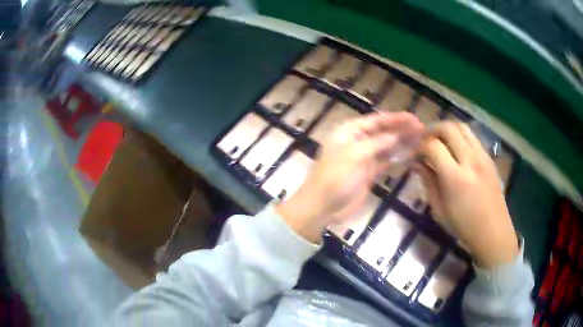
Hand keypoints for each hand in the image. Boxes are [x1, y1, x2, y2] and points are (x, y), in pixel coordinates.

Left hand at [276, 112, 422, 242]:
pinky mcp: (368, 173)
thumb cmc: (335, 177)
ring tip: (421, 139)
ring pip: (386, 146)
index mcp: (349, 132)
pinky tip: (410, 155)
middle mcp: (356, 141)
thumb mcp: (355, 155)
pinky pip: (385, 162)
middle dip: (401, 130)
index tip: (414, 118)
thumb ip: (378, 143)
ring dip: (401, 143)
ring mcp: (363, 158)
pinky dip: (396, 158)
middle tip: (422, 129)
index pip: (376, 120)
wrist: (322, 207)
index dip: (395, 119)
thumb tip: (397, 135)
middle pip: (383, 132)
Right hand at [414, 122, 518, 267]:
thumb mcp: (439, 210)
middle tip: (425, 140)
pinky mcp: (489, 157)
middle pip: (448, 128)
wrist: (493, 231)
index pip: (433, 146)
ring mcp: (482, 156)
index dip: (420, 146)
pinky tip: (456, 149)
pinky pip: (472, 136)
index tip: (415, 154)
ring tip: (440, 140)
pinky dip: (460, 136)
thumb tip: (416, 163)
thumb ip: (428, 182)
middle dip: (432, 130)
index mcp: (455, 177)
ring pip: (462, 126)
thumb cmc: (463, 226)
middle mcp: (470, 160)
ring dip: (447, 129)